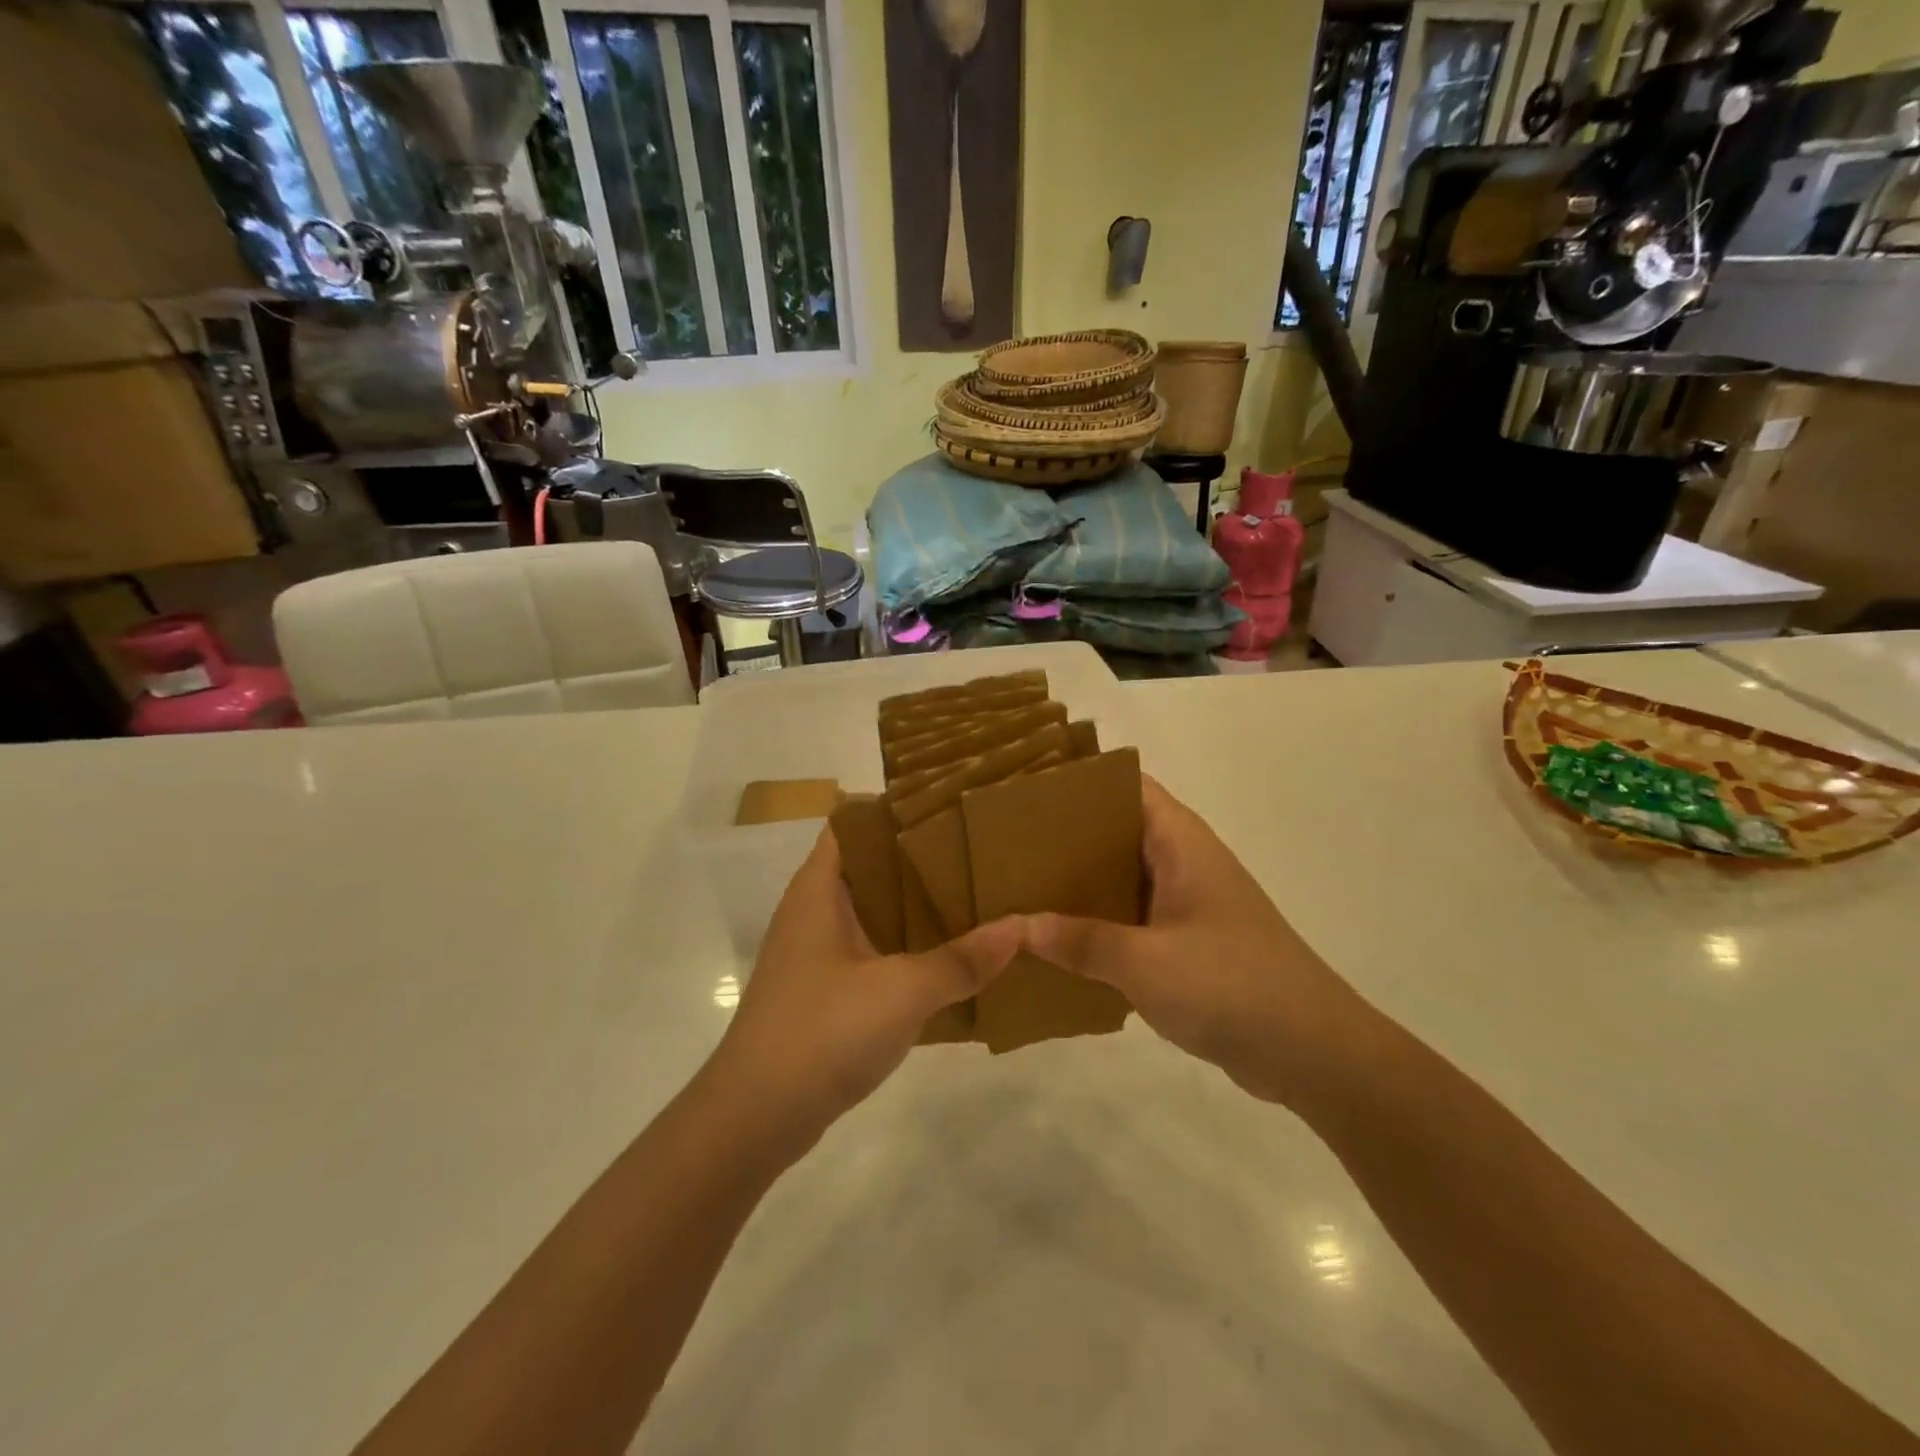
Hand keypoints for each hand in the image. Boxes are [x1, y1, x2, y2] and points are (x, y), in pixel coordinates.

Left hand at [709, 827, 1021, 1145]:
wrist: (756, 1118)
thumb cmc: (823, 1031)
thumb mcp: (903, 991)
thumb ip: (962, 959)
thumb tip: (1022, 927)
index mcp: (819, 889)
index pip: (854, 823)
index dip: (897, 809)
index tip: (949, 805)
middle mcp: (814, 911)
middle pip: (872, 867)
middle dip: (921, 859)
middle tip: (978, 850)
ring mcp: (818, 953)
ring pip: (875, 912)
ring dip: (918, 908)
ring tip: (976, 895)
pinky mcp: (827, 991)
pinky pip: (875, 952)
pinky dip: (909, 948)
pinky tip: (952, 957)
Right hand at [1026, 777, 1365, 1105]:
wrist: (1312, 1052)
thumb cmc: (1231, 986)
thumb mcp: (1145, 963)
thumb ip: (1079, 941)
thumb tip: (1014, 926)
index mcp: (1180, 842)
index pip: (1124, 785)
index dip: (1078, 780)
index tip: (1024, 788)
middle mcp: (1183, 860)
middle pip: (1115, 829)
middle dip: (1064, 835)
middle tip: (1005, 842)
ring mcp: (1187, 901)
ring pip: (1120, 875)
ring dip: (1078, 882)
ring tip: (1017, 885)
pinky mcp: (1187, 940)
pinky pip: (1130, 916)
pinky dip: (1097, 920)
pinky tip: (1056, 939)